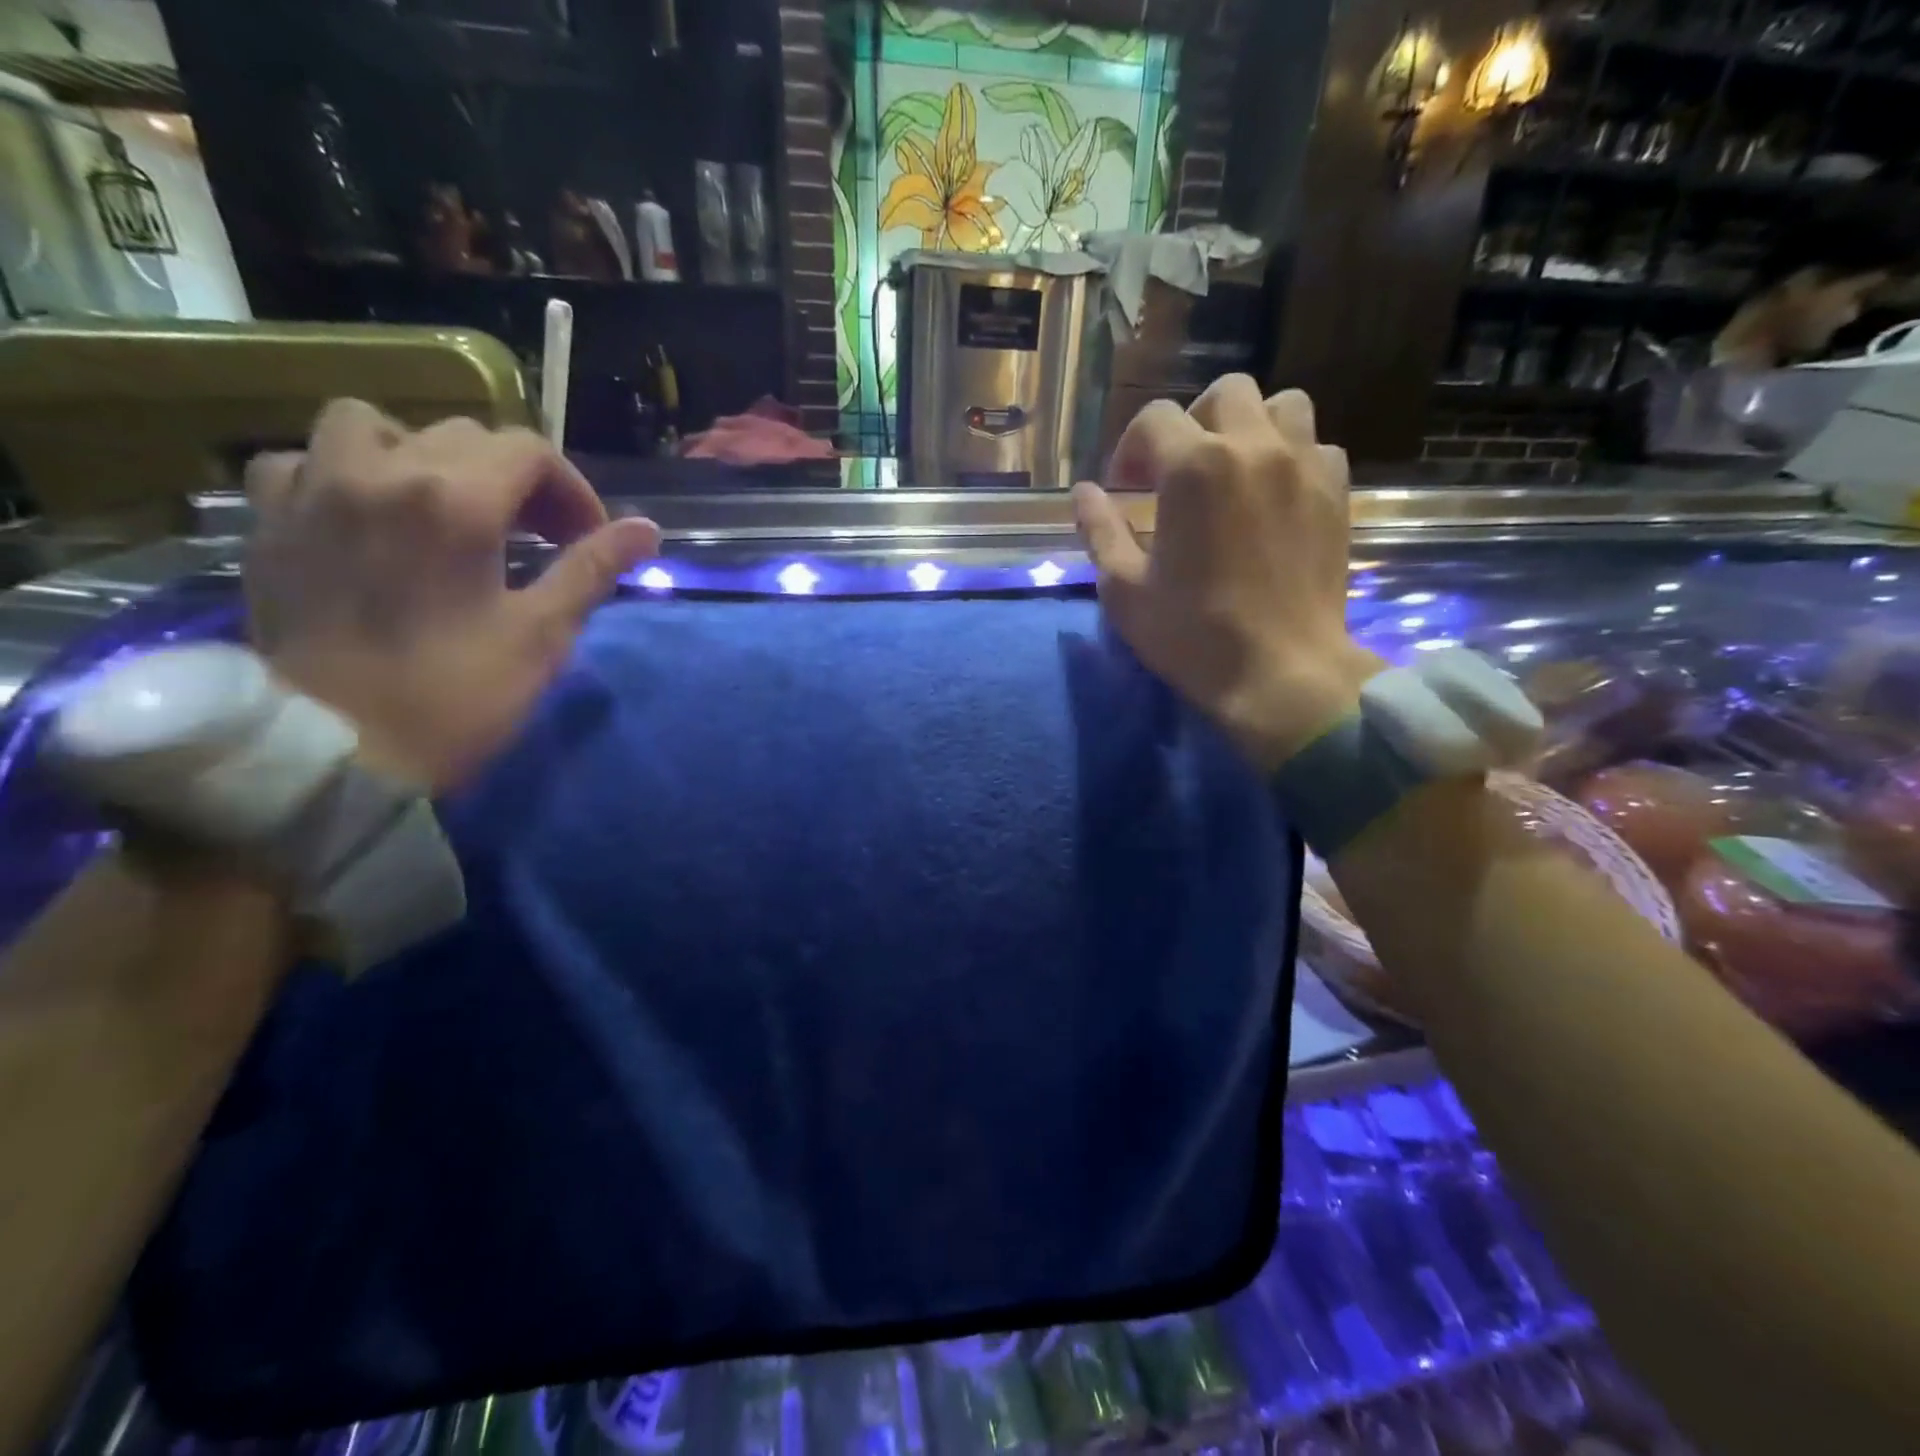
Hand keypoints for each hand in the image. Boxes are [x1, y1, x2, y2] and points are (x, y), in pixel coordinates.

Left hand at [244, 401, 661, 791]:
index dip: (572, 490)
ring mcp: (312, 491)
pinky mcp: (268, 523)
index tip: (586, 539)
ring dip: (422, 455)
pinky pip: (302, 461)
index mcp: (454, 500)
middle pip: (464, 436)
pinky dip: (343, 473)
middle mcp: (378, 472)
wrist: (341, 752)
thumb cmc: (458, 695)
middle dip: (515, 479)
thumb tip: (648, 530)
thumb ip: (593, 568)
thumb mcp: (543, 634)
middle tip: (537, 536)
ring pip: (372, 425)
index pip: (528, 452)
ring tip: (443, 507)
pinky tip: (365, 515)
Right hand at [1072, 376, 1382, 772]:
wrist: (1281, 673)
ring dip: (1250, 427)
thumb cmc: (1192, 634)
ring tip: (1234, 471)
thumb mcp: (1125, 590)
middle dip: (1192, 423)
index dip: (1131, 448)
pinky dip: (1292, 457)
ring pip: (1282, 406)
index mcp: (1193, 467)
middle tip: (1178, 472)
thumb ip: (1100, 531)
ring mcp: (1303, 466)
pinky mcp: (1337, 493)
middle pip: (1225, 394)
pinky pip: (1317, 447)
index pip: (1154, 419)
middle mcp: (1253, 447)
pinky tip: (1275, 496)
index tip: (1126, 487)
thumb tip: (1084, 494)